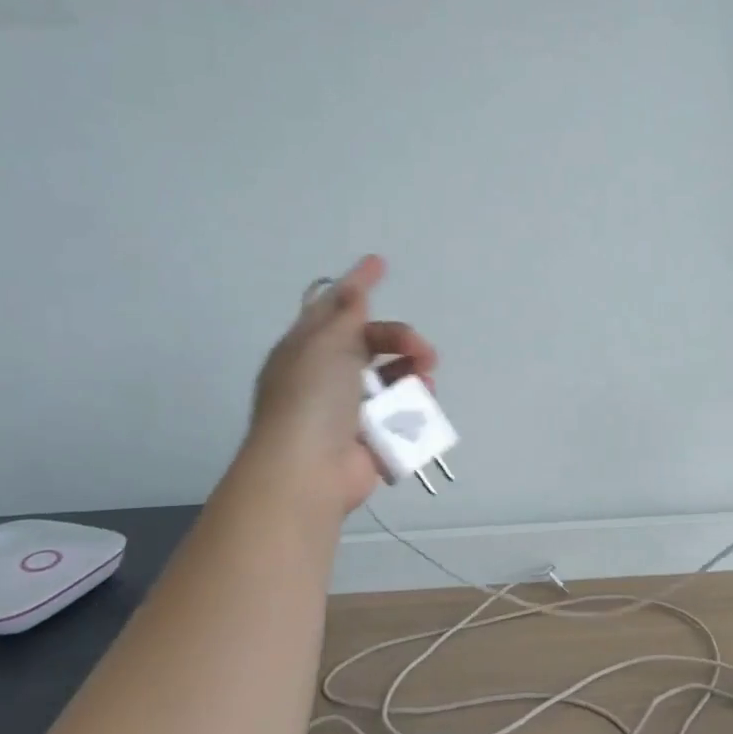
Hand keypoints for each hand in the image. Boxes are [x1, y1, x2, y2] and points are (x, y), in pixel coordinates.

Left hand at [244, 255, 437, 517]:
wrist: (309, 470)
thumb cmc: (311, 399)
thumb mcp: (325, 345)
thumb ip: (345, 314)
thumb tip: (353, 288)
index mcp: (306, 349)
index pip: (334, 307)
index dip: (356, 284)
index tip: (380, 262)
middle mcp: (326, 376)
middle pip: (372, 343)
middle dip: (401, 340)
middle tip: (422, 350)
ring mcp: (349, 409)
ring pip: (391, 378)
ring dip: (413, 372)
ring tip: (426, 379)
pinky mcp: (371, 437)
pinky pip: (400, 412)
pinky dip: (414, 405)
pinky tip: (424, 403)